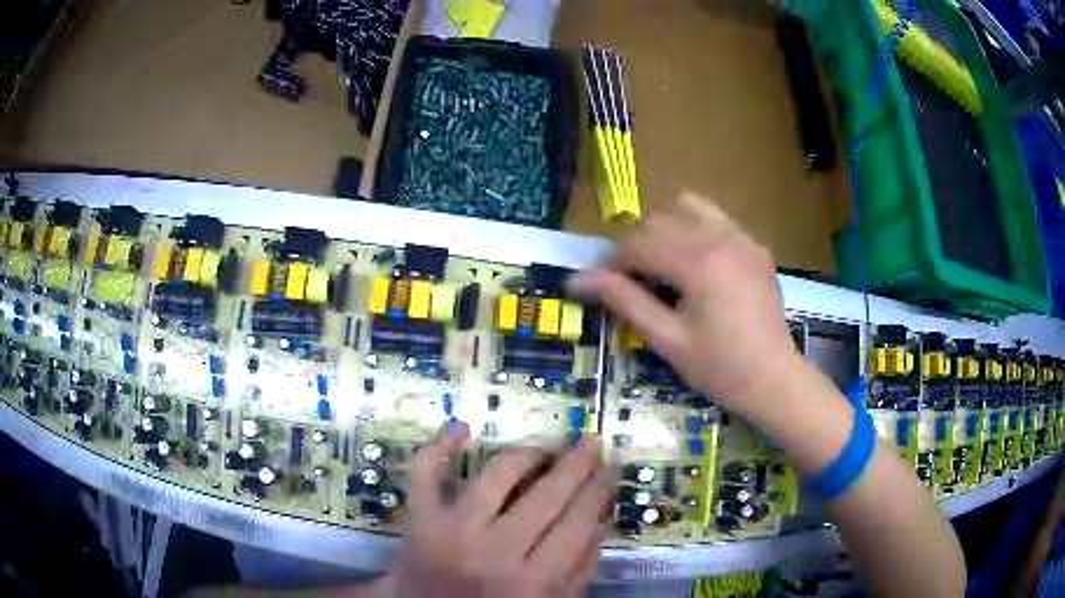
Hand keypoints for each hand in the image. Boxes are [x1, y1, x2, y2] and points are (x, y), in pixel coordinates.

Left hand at [379, 428, 611, 597]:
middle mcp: (495, 552)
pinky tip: (461, 429)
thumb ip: (579, 569)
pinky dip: (439, 446)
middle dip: (576, 463)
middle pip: (546, 495)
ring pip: (496, 474)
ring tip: (542, 451)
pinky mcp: (418, 519)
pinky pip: (425, 473)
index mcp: (533, 580)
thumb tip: (601, 519)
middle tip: (590, 442)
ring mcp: (452, 531)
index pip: (576, 523)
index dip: (598, 489)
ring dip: (526, 453)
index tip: (609, 466)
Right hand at [569, 192, 799, 416]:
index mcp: (696, 261)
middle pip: (657, 218)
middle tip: (635, 282)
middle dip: (637, 245)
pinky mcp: (754, 245)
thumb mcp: (666, 338)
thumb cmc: (718, 367)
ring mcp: (741, 237)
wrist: (773, 378)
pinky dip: (695, 230)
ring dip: (665, 227)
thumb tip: (576, 279)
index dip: (613, 263)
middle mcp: (719, 236)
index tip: (606, 287)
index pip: (637, 242)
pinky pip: (715, 219)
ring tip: (665, 264)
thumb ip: (623, 301)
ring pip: (687, 205)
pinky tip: (698, 265)